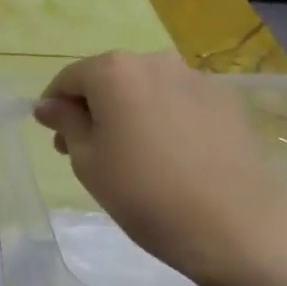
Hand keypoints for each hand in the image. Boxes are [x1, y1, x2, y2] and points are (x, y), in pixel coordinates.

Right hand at [33, 51, 286, 285]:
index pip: (69, 78)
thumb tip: (48, 104)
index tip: (54, 138)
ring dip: (130, 112)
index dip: (55, 106)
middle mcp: (155, 61)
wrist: (237, 225)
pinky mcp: (226, 100)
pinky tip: (171, 157)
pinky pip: (179, 102)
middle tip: (88, 151)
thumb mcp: (88, 161)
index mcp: (114, 70)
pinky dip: (165, 119)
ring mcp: (195, 77)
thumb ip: (66, 122)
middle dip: (93, 108)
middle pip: (110, 78)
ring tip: (133, 157)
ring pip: (147, 89)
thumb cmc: (144, 193)